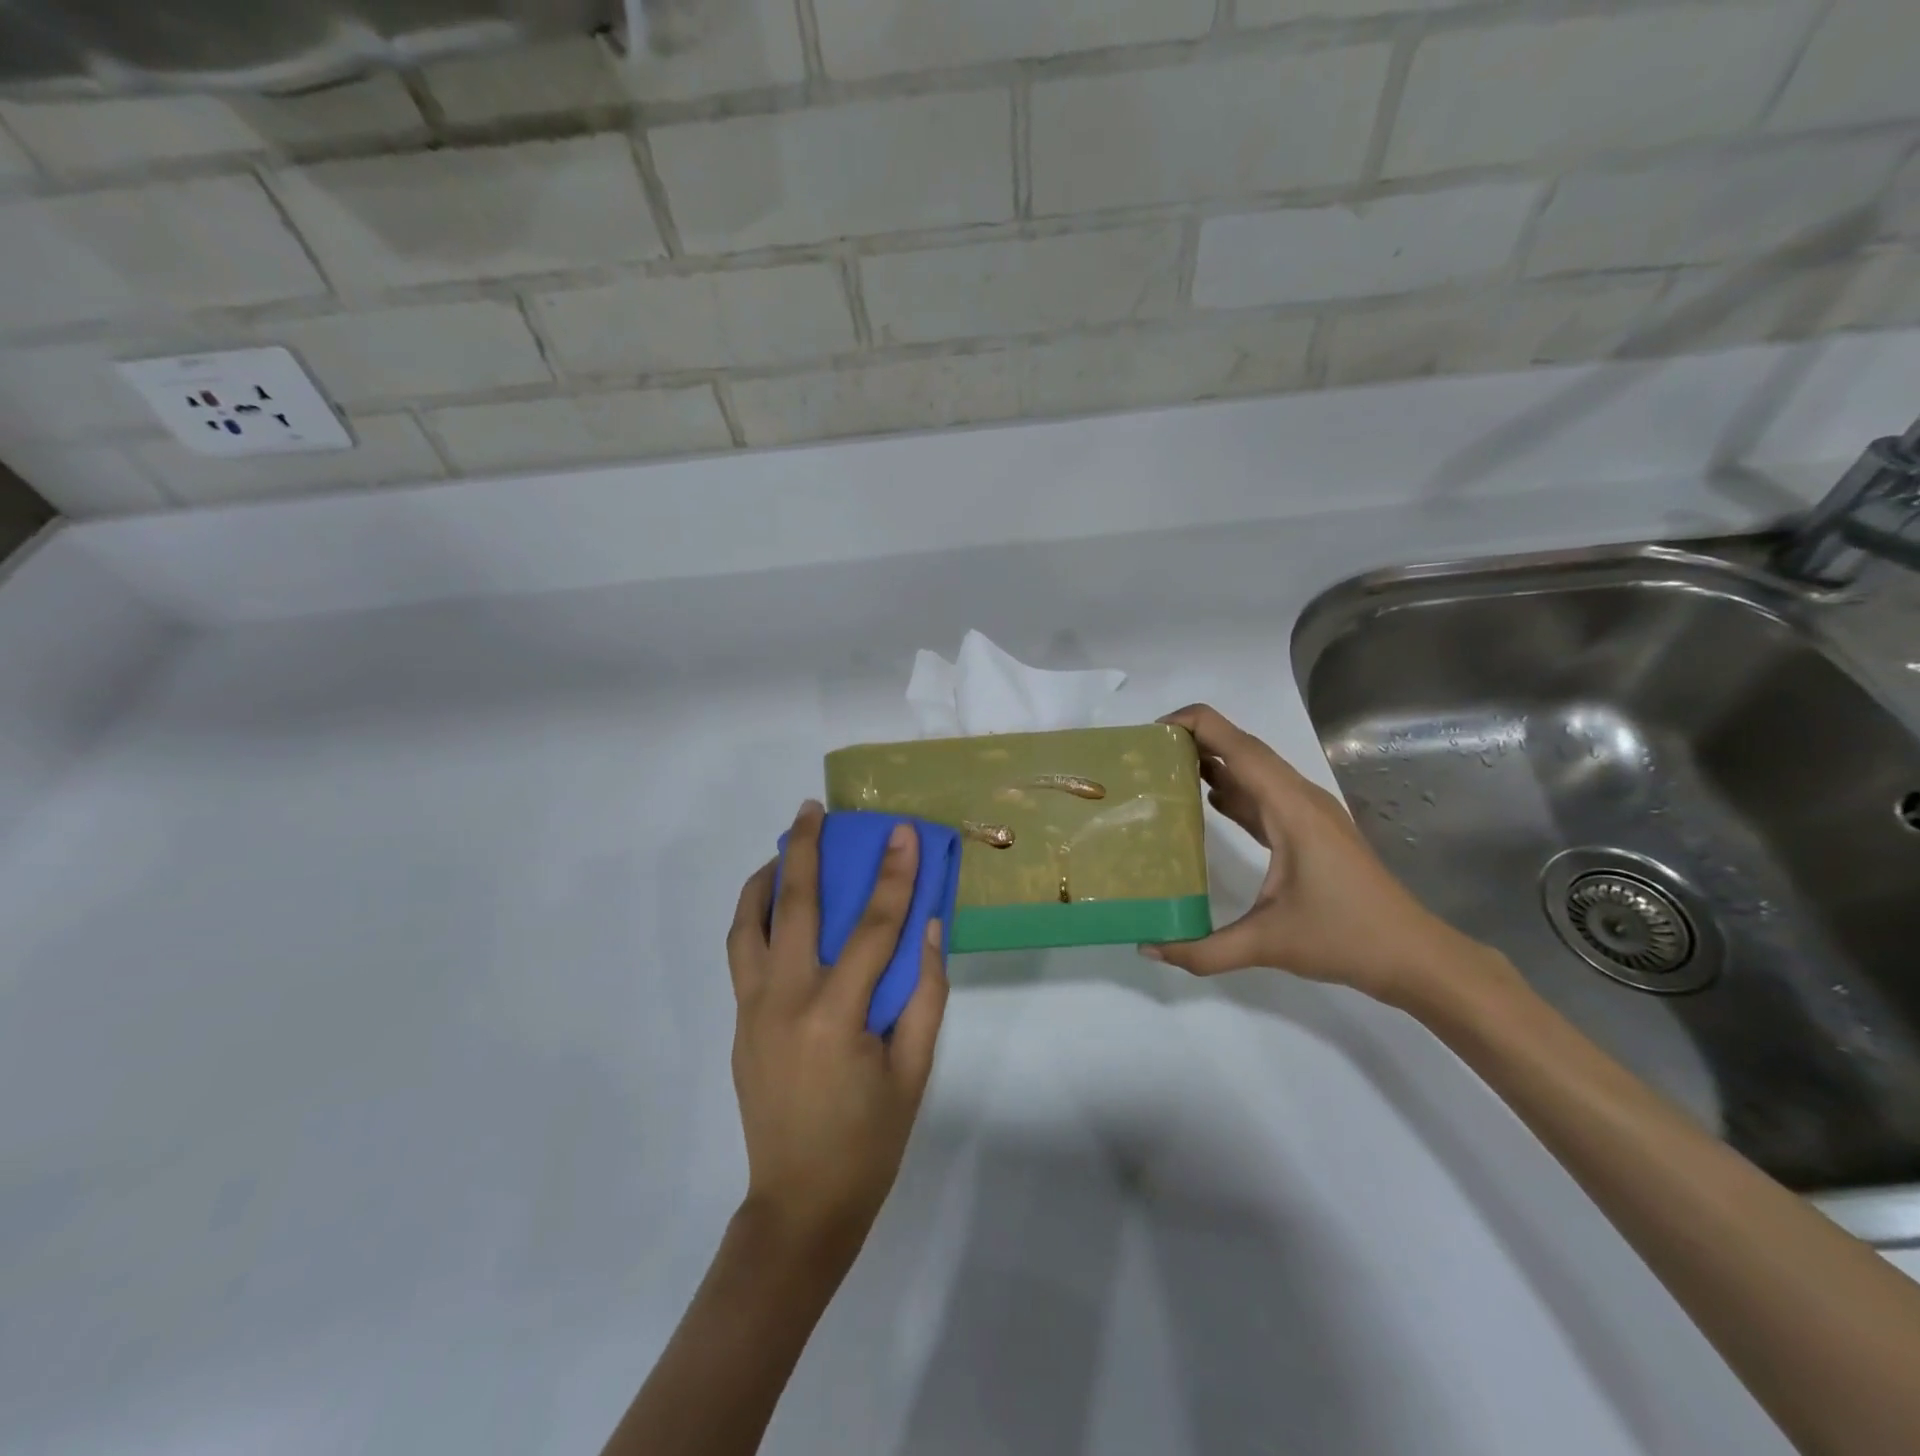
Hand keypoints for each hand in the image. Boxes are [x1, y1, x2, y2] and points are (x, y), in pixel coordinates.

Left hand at [725, 802, 948, 1265]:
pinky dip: (754, 918)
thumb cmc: (869, 1143)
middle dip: (806, 849)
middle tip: (812, 809)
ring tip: (783, 849)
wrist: (799, 1207)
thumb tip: (928, 928)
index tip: (901, 832)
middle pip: (794, 906)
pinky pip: (742, 955)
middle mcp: (785, 1001)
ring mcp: (753, 1011)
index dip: (894, 875)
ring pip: (748, 925)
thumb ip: (925, 994)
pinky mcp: (739, 1023)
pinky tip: (775, 909)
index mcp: (836, 1016)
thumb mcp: (914, 1071)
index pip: (872, 927)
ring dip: (764, 879)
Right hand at [1142, 705, 1514, 1009]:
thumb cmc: (1346, 939)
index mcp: (1290, 808)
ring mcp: (1309, 813)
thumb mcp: (1267, 945)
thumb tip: (1148, 947)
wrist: (1415, 956)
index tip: (1153, 732)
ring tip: (1167, 769)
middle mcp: (1300, 799)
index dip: (1196, 725)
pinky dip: (1233, 789)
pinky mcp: (1311, 830)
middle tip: (1148, 752)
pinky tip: (1208, 801)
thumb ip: (1203, 950)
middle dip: (1196, 739)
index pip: (1238, 745)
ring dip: (1215, 761)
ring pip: (1255, 770)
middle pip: (1244, 749)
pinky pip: (1265, 795)